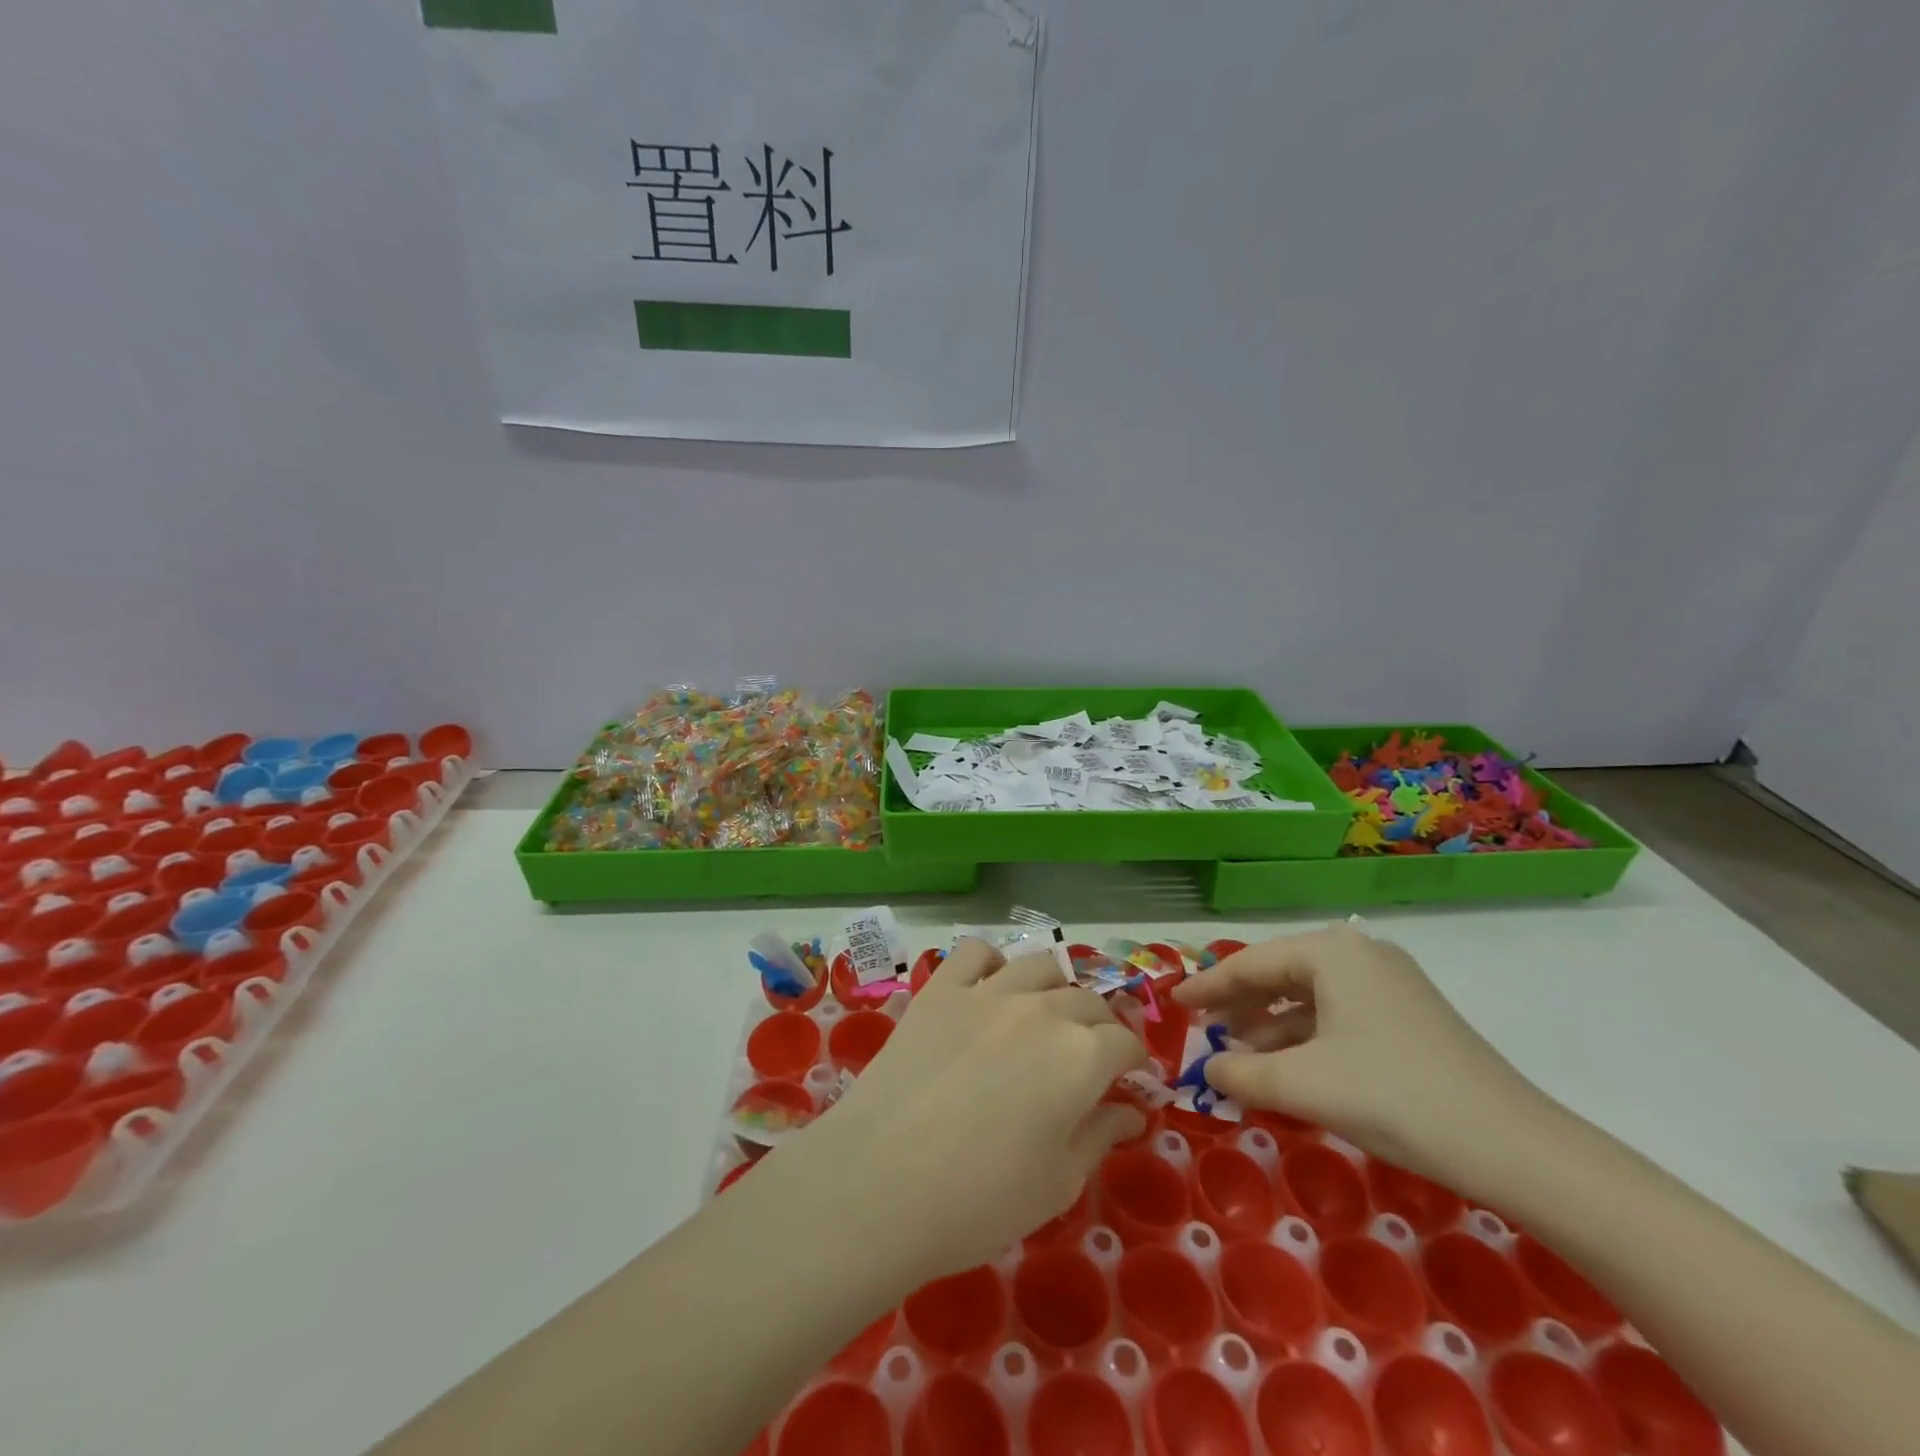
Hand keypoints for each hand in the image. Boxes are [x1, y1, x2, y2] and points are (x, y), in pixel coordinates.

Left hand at [776, 939, 1147, 1282]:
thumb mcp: (1056, 1183)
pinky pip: (974, 952)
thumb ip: (1099, 1137)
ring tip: (1048, 1013)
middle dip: (1101, 1027)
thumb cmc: (980, 1199)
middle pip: (1087, 1000)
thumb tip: (1130, 1113)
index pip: (1124, 1043)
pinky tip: (991, 985)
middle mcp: (1042, 1010)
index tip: (1129, 1081)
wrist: (882, 1181)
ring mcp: (987, 992)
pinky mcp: (941, 989)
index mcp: (1081, 1057)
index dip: (1133, 1062)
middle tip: (1091, 1056)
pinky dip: (992, 961)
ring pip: (1039, 965)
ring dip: (1056, 987)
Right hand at [1172, 923, 1551, 1182]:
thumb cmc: (1394, 1096)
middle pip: (1280, 974)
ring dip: (1272, 1026)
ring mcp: (1389, 984)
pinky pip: (1337, 1015)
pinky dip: (1306, 1038)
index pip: (1250, 963)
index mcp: (1331, 952)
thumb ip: (1242, 1072)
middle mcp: (1359, 954)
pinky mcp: (1409, 1016)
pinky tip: (1291, 1069)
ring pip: (1309, 997)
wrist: (1515, 1147)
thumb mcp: (1303, 1085)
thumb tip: (1208, 1068)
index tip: (1174, 1003)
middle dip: (1240, 1005)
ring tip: (1241, 1056)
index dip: (1207, 986)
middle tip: (1204, 1029)